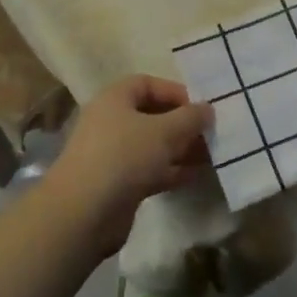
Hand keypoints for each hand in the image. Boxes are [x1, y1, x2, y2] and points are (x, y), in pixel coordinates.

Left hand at [40, 76, 213, 251]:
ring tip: (212, 155)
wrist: (84, 212)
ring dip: (181, 149)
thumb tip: (207, 108)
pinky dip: (171, 170)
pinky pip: (150, 170)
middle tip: (211, 134)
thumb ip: (189, 117)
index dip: (175, 92)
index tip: (201, 107)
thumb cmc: (124, 156)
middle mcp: (111, 121)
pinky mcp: (118, 184)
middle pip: (152, 115)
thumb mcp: (163, 131)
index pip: (147, 84)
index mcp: (115, 99)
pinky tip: (196, 175)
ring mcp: (113, 154)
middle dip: (182, 124)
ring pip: (153, 145)